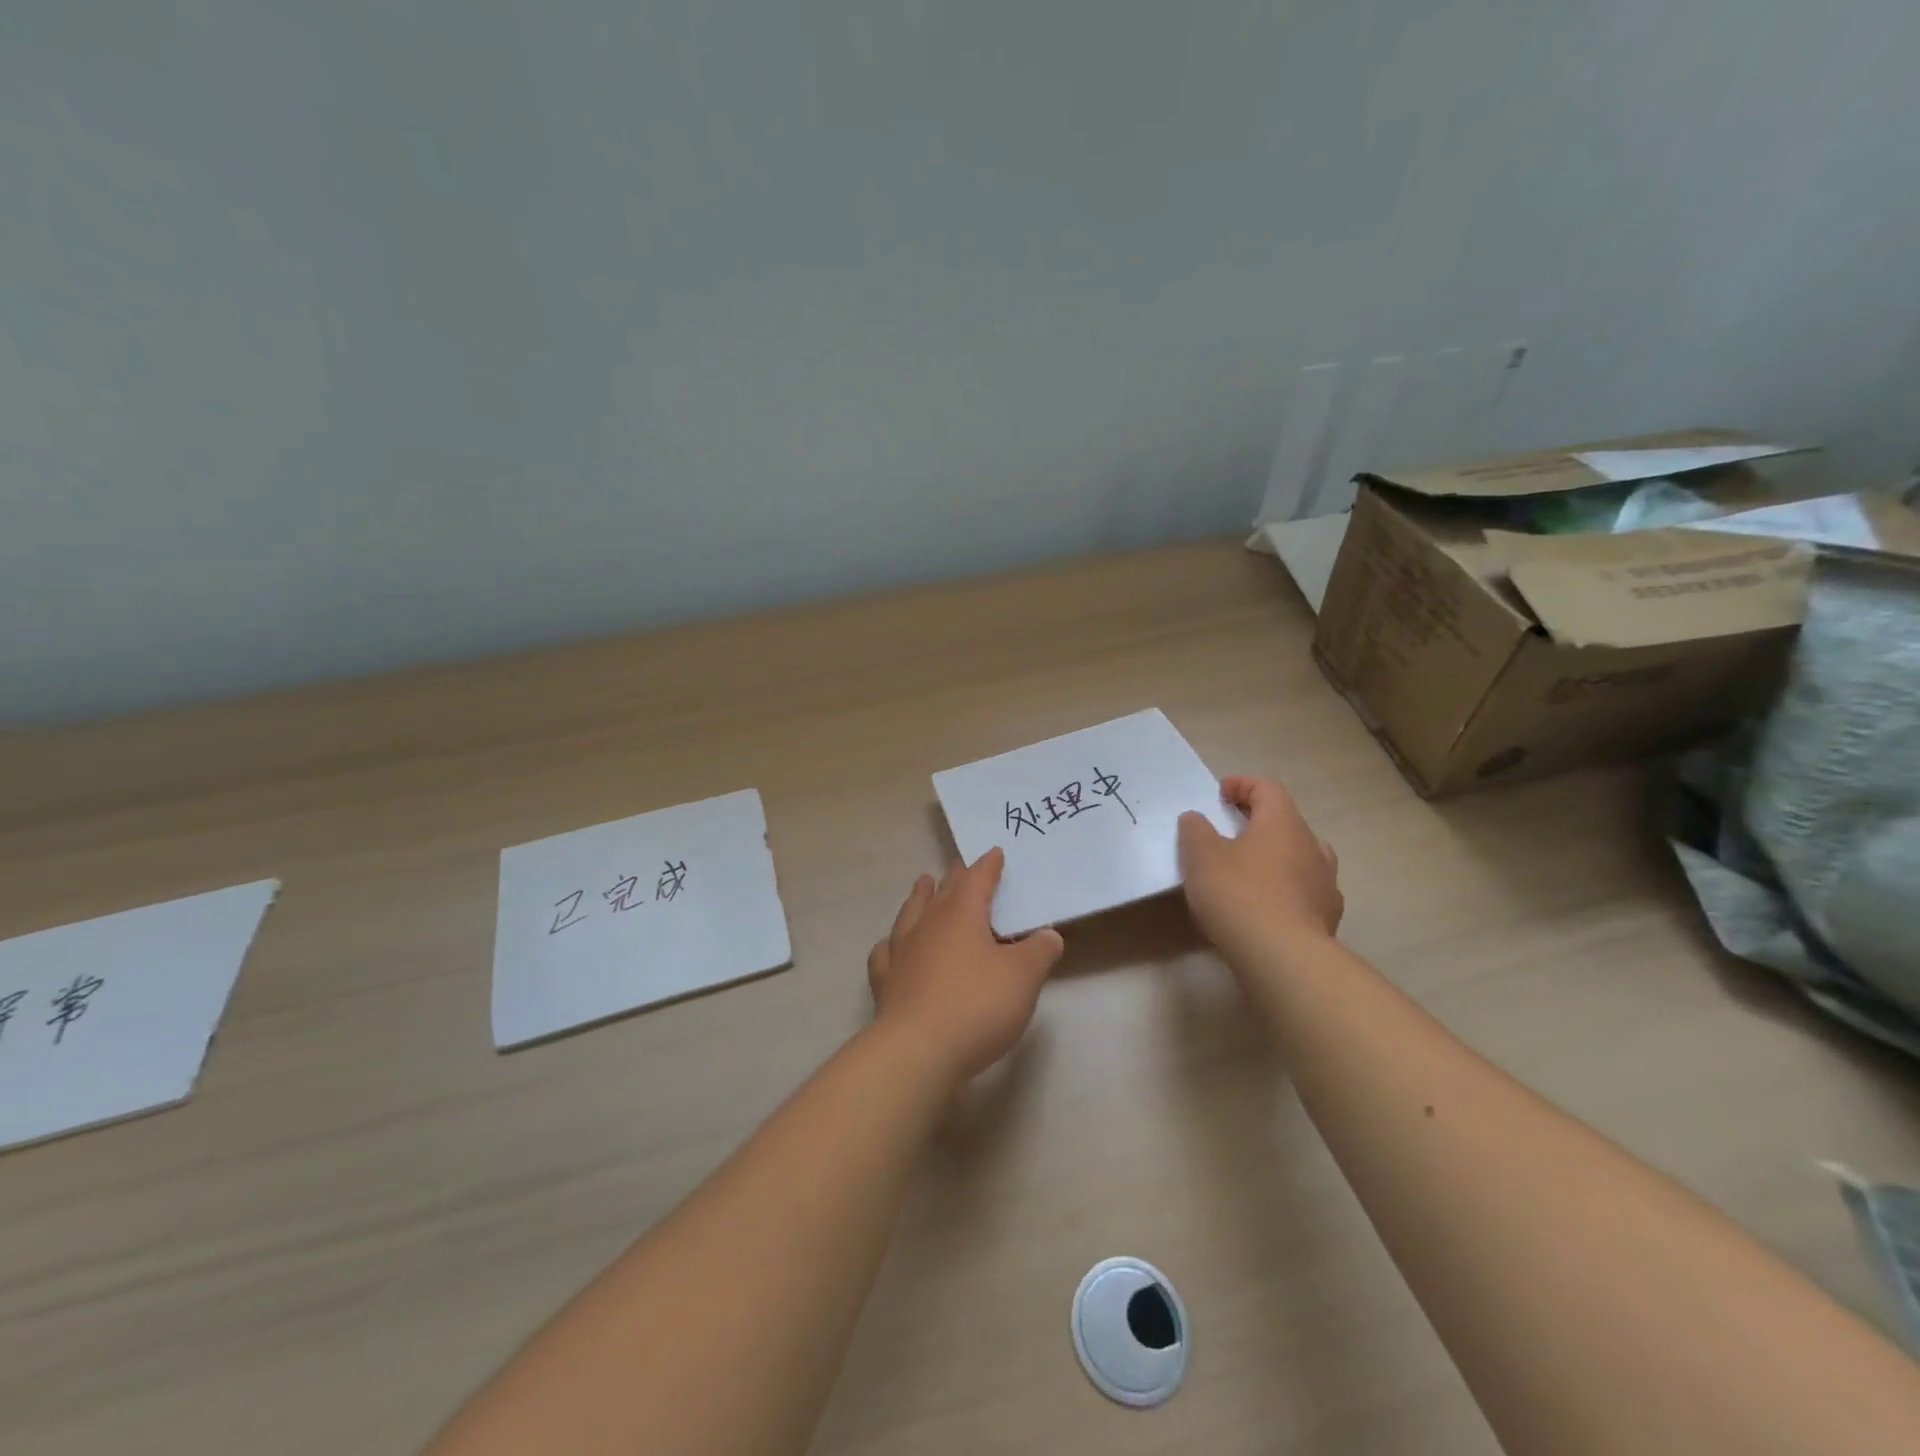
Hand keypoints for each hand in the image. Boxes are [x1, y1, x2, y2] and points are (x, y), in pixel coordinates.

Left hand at [867, 848, 1064, 1085]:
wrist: (918, 1050)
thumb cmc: (977, 1005)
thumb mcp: (1023, 977)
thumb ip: (1039, 952)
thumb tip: (1049, 935)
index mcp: (961, 913)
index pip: (977, 878)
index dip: (988, 865)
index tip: (994, 853)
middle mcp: (927, 923)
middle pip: (942, 890)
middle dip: (955, 877)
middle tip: (960, 867)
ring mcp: (901, 950)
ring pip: (910, 912)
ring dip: (920, 897)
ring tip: (924, 885)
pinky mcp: (885, 980)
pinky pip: (886, 951)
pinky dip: (892, 942)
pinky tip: (893, 946)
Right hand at [1178, 776, 1342, 957]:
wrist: (1283, 958)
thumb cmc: (1238, 895)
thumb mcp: (1201, 857)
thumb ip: (1195, 830)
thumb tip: (1197, 819)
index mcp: (1283, 823)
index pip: (1267, 787)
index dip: (1242, 785)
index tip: (1219, 795)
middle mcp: (1312, 846)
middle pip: (1286, 822)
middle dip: (1258, 823)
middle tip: (1229, 833)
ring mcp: (1326, 883)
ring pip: (1300, 857)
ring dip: (1276, 857)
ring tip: (1249, 871)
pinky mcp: (1328, 917)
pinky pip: (1305, 891)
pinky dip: (1285, 890)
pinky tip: (1266, 907)